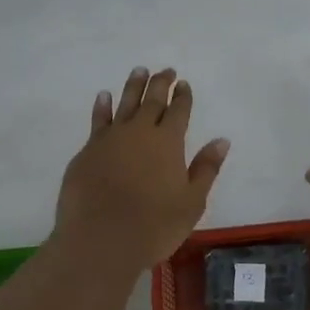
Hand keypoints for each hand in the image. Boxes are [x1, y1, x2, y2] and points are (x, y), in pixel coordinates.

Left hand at [53, 67, 229, 269]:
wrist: (100, 239)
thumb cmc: (154, 225)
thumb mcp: (191, 202)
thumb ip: (206, 168)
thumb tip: (221, 140)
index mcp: (168, 141)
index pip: (179, 110)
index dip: (183, 96)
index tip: (184, 83)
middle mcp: (140, 131)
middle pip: (152, 100)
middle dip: (160, 83)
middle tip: (166, 70)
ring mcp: (110, 138)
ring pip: (124, 102)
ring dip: (133, 86)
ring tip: (139, 71)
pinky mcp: (88, 150)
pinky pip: (98, 119)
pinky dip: (103, 105)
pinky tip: (104, 96)